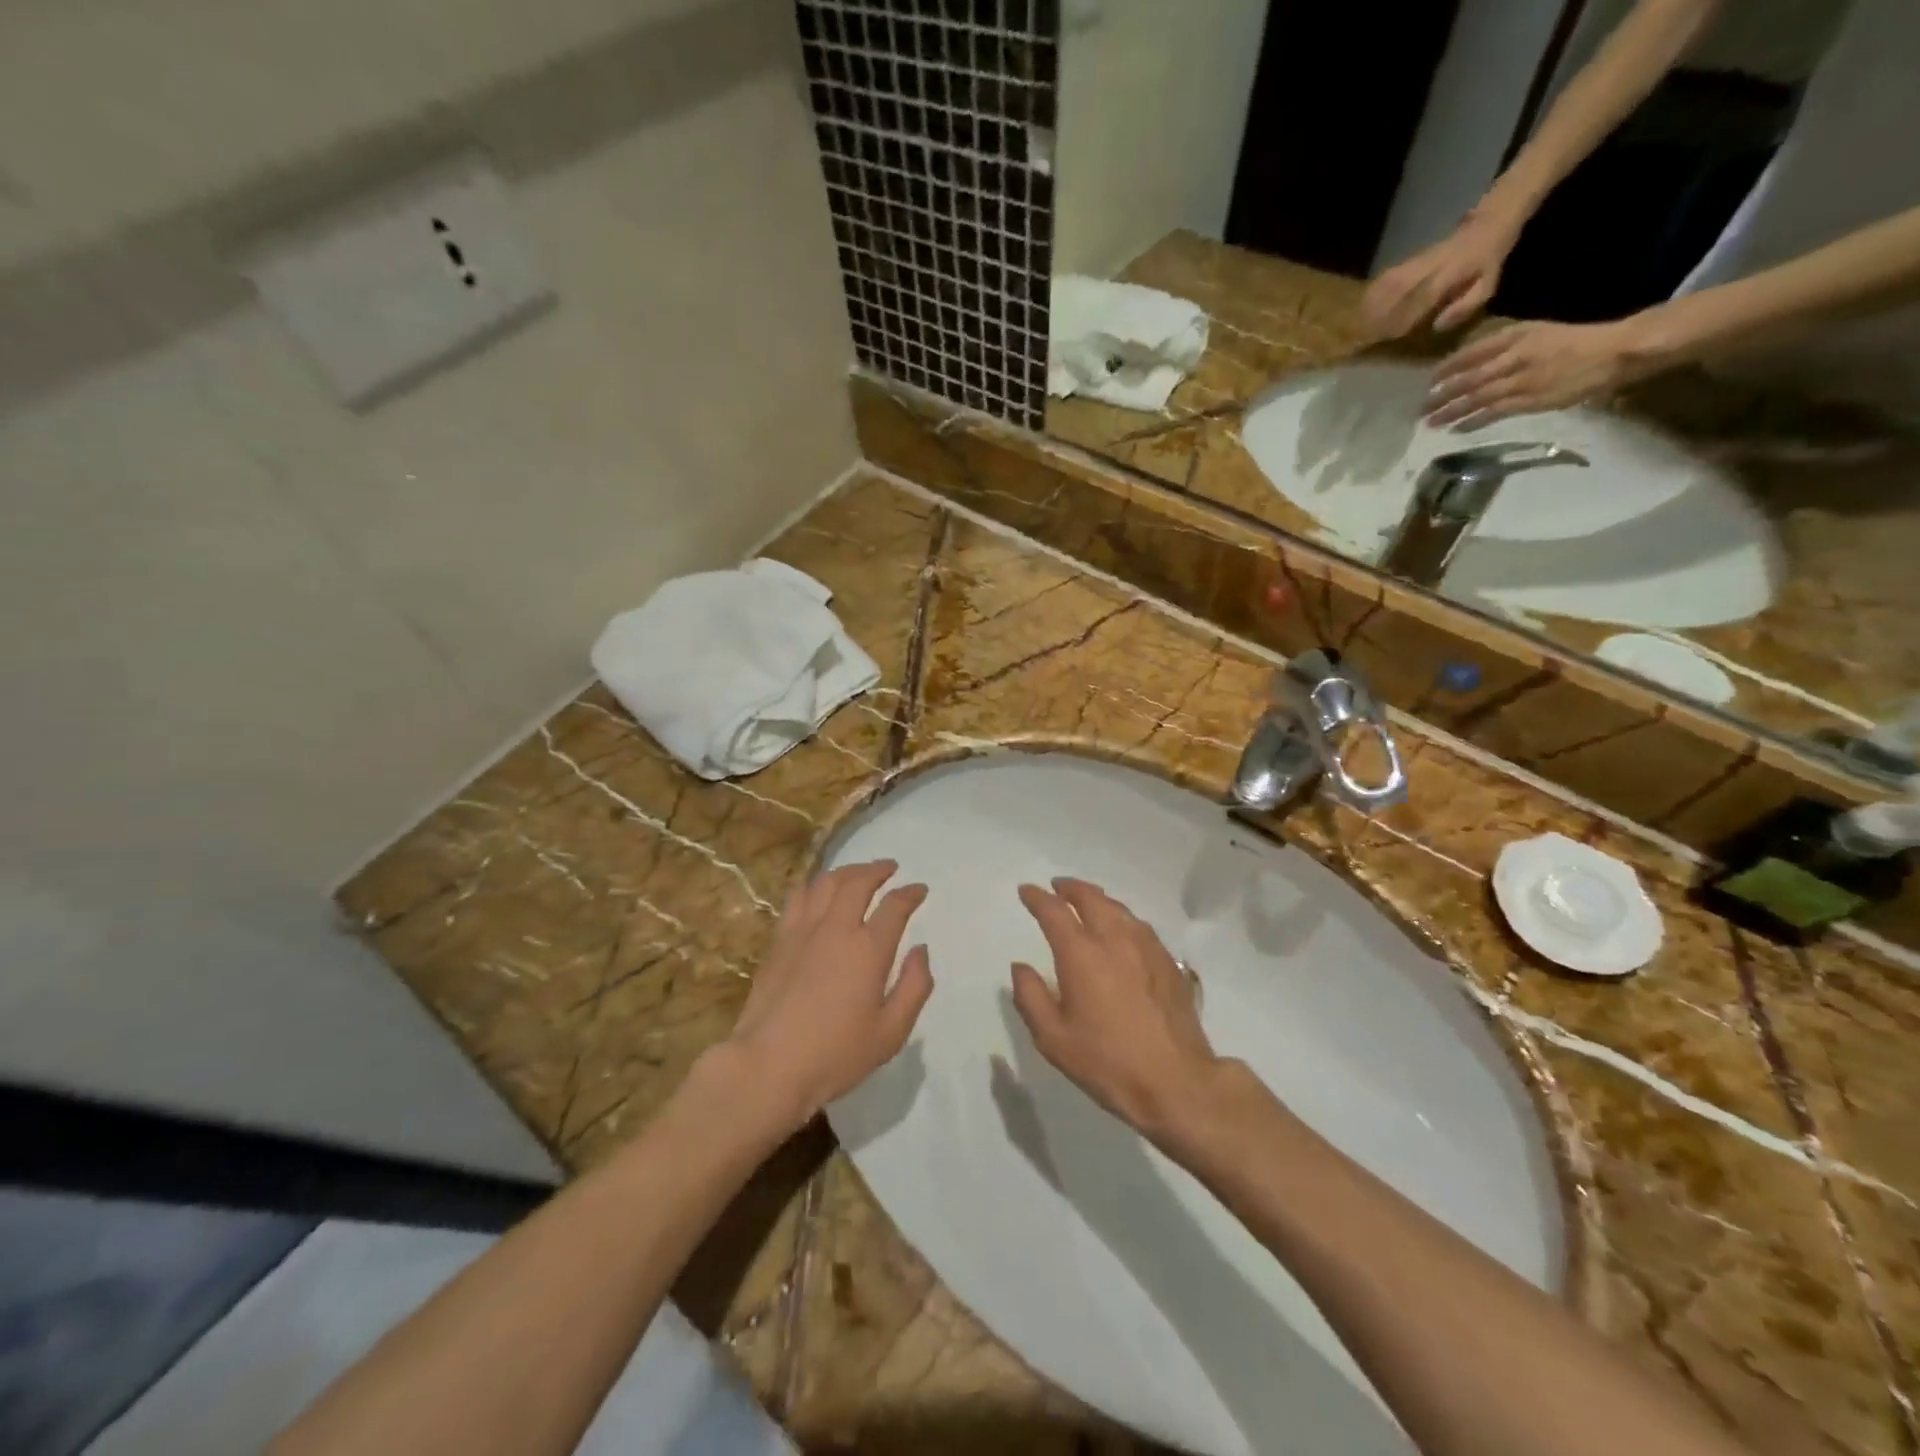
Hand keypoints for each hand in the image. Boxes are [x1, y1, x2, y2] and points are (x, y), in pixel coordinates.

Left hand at [721, 860, 933, 1127]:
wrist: (768, 1066)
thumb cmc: (835, 1055)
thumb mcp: (891, 1033)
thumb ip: (914, 987)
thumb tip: (920, 951)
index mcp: (868, 949)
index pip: (895, 905)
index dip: (910, 893)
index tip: (919, 889)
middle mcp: (836, 928)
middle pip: (858, 881)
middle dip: (877, 869)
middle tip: (889, 868)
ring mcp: (802, 931)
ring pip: (825, 882)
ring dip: (846, 871)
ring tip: (857, 874)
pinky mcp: (778, 941)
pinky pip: (797, 897)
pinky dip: (814, 886)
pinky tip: (817, 892)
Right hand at [1009, 878, 1224, 1141]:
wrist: (1176, 1083)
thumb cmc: (1107, 1062)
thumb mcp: (1053, 1038)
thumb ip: (1030, 996)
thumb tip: (1020, 967)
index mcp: (1081, 954)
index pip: (1054, 911)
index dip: (1037, 897)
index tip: (1027, 891)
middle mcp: (1114, 939)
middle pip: (1090, 898)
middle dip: (1070, 888)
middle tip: (1057, 887)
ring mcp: (1146, 948)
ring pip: (1118, 908)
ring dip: (1097, 899)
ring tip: (1086, 902)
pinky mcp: (1168, 962)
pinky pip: (1139, 925)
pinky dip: (1121, 917)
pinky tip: (1120, 929)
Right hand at [1361, 210, 1519, 340]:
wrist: (1487, 224)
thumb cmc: (1487, 262)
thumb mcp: (1488, 285)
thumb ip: (1465, 306)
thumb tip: (1437, 326)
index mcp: (1452, 271)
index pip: (1423, 295)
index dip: (1406, 316)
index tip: (1392, 336)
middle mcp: (1430, 263)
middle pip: (1398, 286)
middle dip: (1380, 312)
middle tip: (1367, 335)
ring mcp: (1417, 259)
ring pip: (1388, 280)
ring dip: (1371, 303)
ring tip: (1360, 325)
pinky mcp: (1409, 259)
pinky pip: (1386, 276)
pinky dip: (1372, 293)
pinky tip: (1364, 308)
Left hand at [1426, 318, 1651, 427]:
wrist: (1614, 351)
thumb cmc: (1575, 340)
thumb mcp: (1537, 332)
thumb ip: (1505, 343)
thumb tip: (1472, 359)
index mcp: (1516, 337)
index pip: (1471, 353)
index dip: (1446, 368)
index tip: (1429, 380)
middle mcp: (1514, 358)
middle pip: (1468, 378)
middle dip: (1441, 394)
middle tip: (1420, 407)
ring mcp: (1521, 381)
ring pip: (1476, 398)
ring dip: (1450, 412)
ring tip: (1430, 422)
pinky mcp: (1530, 401)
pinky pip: (1494, 413)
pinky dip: (1473, 421)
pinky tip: (1455, 429)